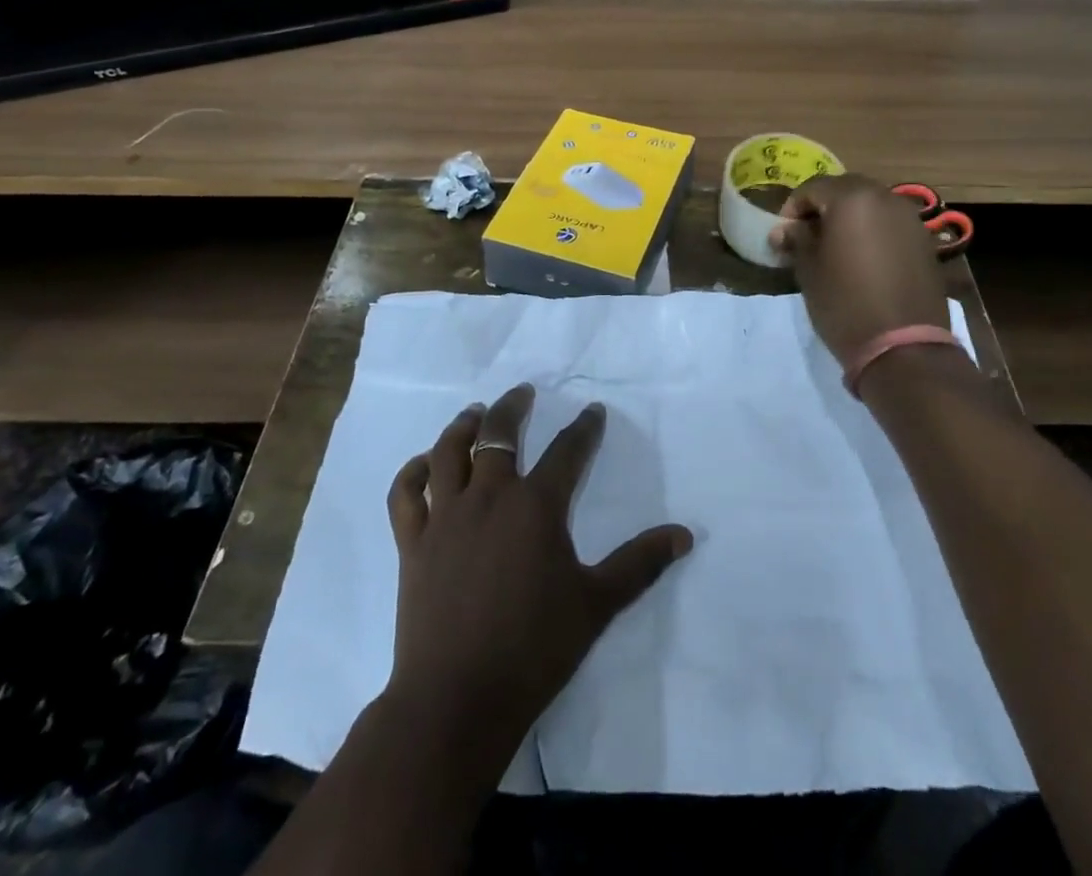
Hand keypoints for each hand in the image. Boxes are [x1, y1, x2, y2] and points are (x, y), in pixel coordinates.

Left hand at [383, 385, 693, 774]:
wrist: (457, 699)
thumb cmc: (534, 650)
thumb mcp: (597, 604)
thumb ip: (640, 563)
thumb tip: (685, 534)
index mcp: (536, 506)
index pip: (568, 451)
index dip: (584, 428)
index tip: (593, 411)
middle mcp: (489, 497)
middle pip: (499, 434)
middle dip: (514, 407)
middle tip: (524, 393)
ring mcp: (446, 517)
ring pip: (448, 452)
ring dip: (463, 426)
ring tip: (475, 413)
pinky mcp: (413, 542)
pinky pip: (406, 494)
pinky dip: (413, 472)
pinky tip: (424, 465)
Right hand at [770, 173, 951, 366]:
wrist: (903, 347)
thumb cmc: (845, 302)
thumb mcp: (809, 270)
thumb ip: (796, 240)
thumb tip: (784, 230)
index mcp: (853, 198)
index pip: (813, 188)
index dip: (792, 209)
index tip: (783, 235)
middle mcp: (885, 198)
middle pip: (845, 190)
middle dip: (823, 209)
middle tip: (807, 237)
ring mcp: (910, 219)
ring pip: (871, 206)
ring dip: (850, 219)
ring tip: (834, 248)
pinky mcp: (924, 242)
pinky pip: (890, 225)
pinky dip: (872, 233)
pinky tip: (863, 260)